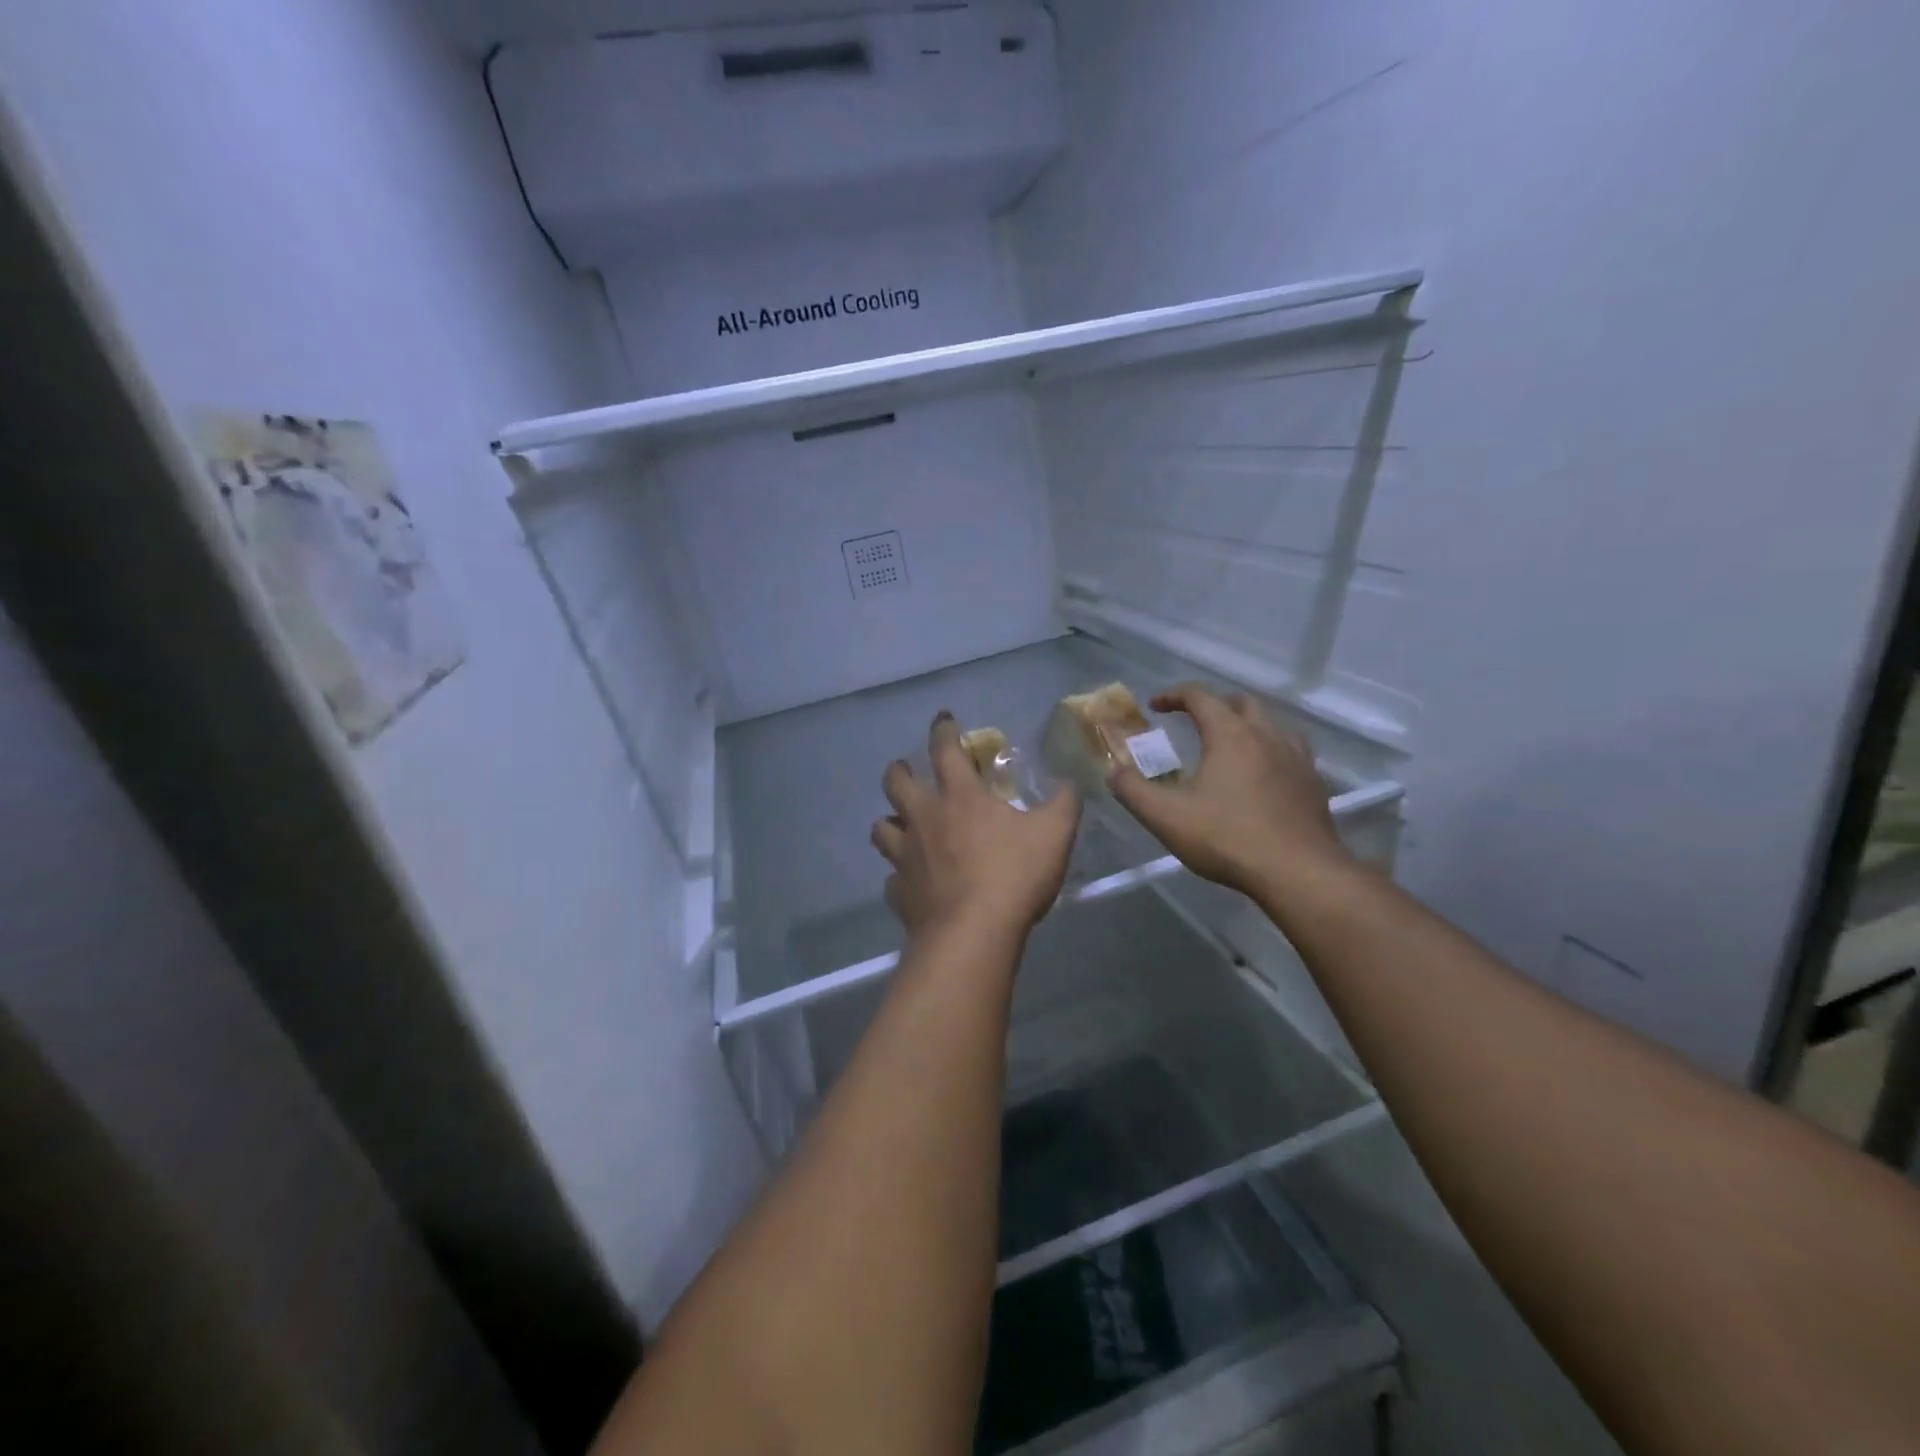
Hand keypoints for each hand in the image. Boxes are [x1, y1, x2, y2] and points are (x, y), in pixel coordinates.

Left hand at [872, 712, 1080, 941]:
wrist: (973, 934)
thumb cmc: (1014, 875)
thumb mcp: (1055, 834)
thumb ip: (1064, 804)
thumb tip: (1068, 784)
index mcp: (960, 797)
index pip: (944, 749)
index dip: (943, 729)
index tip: (943, 719)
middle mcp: (924, 818)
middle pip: (896, 783)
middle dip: (899, 770)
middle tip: (907, 770)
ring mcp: (906, 856)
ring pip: (881, 828)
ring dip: (890, 821)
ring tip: (901, 824)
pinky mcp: (900, 892)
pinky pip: (892, 878)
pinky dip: (900, 875)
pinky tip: (913, 882)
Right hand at [1109, 684, 1351, 896]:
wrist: (1299, 873)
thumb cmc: (1227, 839)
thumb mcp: (1166, 817)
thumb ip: (1132, 790)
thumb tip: (1113, 771)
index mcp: (1230, 734)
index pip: (1200, 697)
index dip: (1173, 696)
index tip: (1155, 706)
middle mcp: (1266, 735)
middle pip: (1241, 702)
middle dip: (1214, 705)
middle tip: (1194, 721)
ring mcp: (1296, 758)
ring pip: (1272, 723)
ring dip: (1247, 724)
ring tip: (1230, 745)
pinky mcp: (1313, 783)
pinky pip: (1291, 750)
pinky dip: (1271, 749)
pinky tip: (1263, 774)